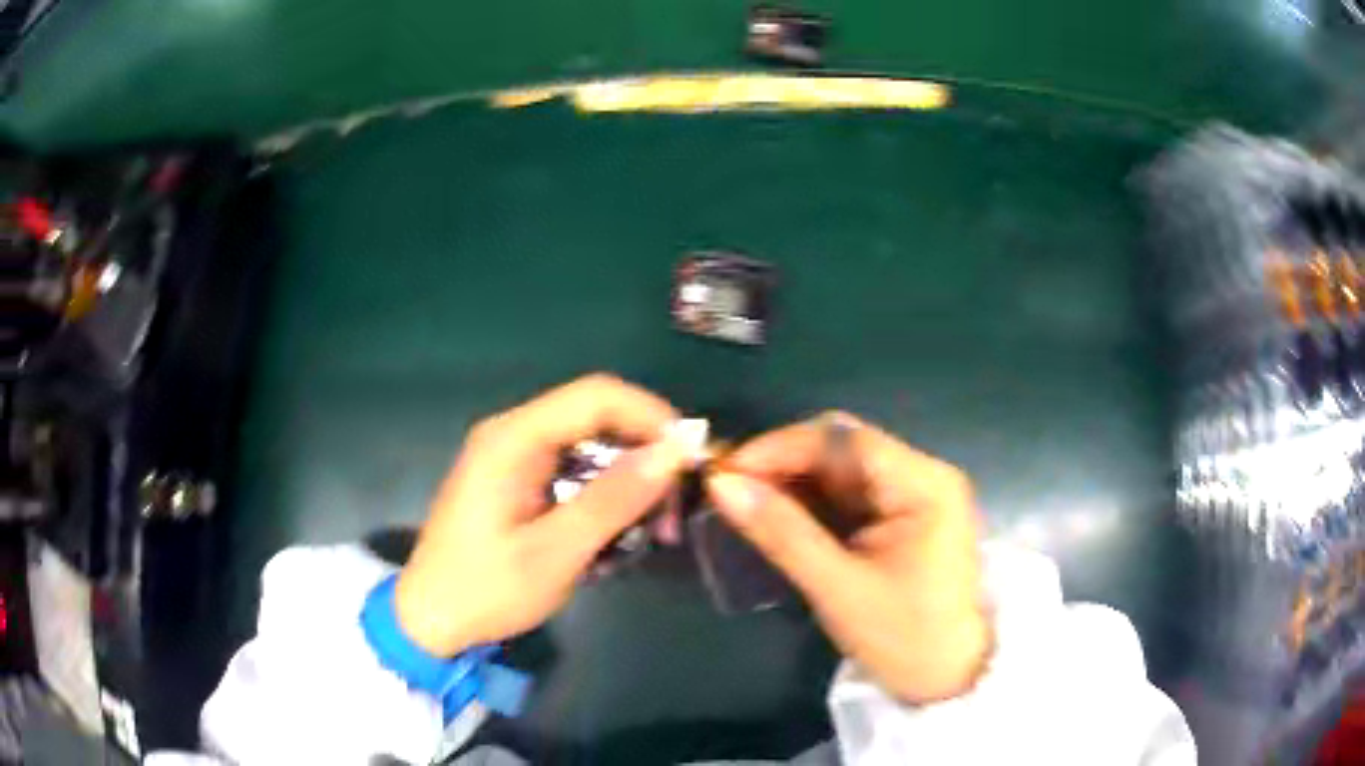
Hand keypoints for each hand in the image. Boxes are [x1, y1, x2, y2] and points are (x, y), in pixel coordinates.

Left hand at [394, 374, 693, 656]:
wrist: (430, 619)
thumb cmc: (485, 590)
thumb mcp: (555, 552)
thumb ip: (613, 499)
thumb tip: (674, 450)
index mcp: (513, 439)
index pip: (596, 396)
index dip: (651, 416)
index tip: (690, 458)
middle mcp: (513, 433)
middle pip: (596, 416)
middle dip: (644, 454)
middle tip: (673, 509)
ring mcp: (513, 455)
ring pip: (591, 444)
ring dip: (628, 480)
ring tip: (653, 530)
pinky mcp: (517, 479)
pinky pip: (575, 468)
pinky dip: (605, 495)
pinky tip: (617, 532)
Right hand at [706, 413, 989, 703]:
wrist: (950, 678)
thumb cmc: (904, 637)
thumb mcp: (838, 588)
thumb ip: (782, 533)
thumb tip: (722, 486)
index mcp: (924, 484)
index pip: (843, 440)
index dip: (780, 447)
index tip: (727, 473)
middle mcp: (923, 476)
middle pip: (842, 449)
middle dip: (783, 464)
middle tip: (728, 489)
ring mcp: (915, 496)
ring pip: (841, 471)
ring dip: (792, 483)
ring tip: (743, 502)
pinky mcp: (904, 518)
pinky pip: (849, 496)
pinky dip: (811, 504)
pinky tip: (778, 517)